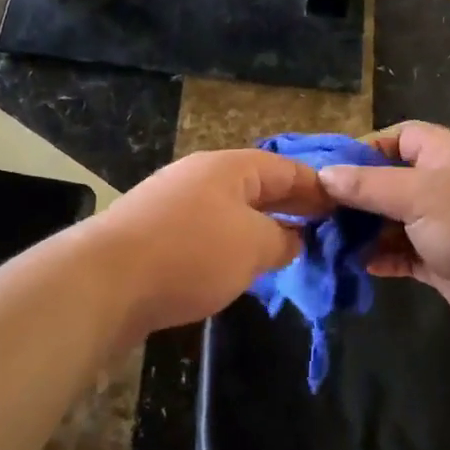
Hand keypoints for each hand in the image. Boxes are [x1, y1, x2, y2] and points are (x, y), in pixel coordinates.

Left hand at [87, 149, 331, 341]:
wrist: (105, 282)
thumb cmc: (191, 253)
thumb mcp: (253, 245)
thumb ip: (282, 239)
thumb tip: (293, 239)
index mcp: (228, 168)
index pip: (285, 169)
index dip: (317, 187)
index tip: (344, 206)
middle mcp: (200, 177)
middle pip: (257, 186)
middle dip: (291, 207)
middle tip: (325, 229)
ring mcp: (173, 204)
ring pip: (231, 211)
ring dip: (262, 228)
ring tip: (291, 250)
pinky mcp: (155, 235)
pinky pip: (207, 233)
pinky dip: (232, 245)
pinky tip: (242, 267)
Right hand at [316, 121, 449, 347]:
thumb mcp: (418, 194)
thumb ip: (369, 185)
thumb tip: (325, 174)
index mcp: (443, 154)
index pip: (397, 137)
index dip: (363, 149)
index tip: (327, 170)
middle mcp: (442, 185)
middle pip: (389, 181)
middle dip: (355, 195)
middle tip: (314, 210)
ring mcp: (443, 225)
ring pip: (392, 221)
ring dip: (363, 230)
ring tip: (325, 240)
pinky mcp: (443, 262)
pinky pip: (402, 254)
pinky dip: (380, 258)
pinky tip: (355, 265)